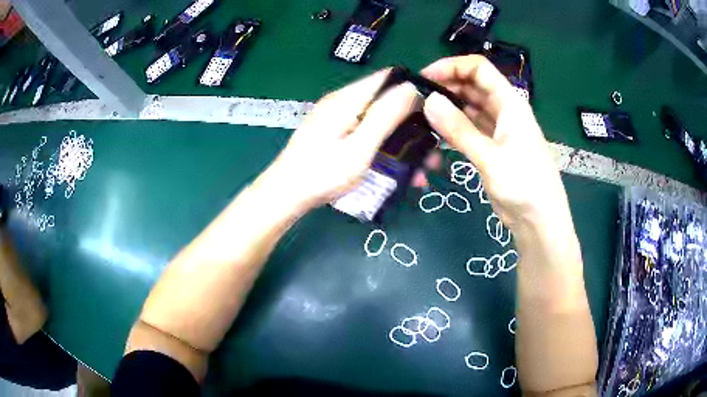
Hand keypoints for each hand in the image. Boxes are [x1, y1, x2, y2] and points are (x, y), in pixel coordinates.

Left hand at [258, 70, 420, 212]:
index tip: (436, 111)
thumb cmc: (322, 174)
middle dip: (412, 123)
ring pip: (379, 121)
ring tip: (422, 168)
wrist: (285, 196)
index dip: (414, 89)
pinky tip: (399, 171)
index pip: (388, 78)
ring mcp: (337, 119)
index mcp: (348, 99)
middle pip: (386, 101)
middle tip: (433, 149)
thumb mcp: (359, 147)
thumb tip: (411, 87)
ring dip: (402, 141)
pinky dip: (385, 148)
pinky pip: (367, 134)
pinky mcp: (335, 134)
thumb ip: (385, 116)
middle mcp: (343, 103)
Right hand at [420, 55, 569, 231]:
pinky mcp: (492, 148)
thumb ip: (459, 129)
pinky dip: (453, 128)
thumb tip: (428, 101)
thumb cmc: (524, 185)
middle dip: (446, 86)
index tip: (424, 77)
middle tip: (416, 98)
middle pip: (472, 86)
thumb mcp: (490, 157)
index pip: (479, 69)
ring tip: (420, 114)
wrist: (539, 221)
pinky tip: (435, 132)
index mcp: (510, 103)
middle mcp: (504, 110)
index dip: (452, 66)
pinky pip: (469, 128)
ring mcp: (498, 130)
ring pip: (469, 107)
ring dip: (448, 107)